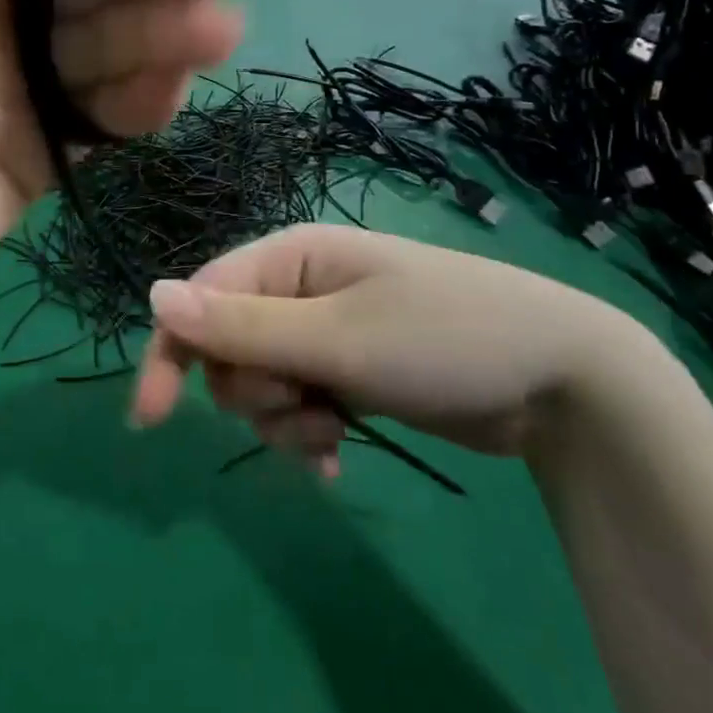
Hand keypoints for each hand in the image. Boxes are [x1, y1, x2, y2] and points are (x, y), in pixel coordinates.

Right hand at [131, 224, 653, 469]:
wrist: (560, 382)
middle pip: (227, 347)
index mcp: (289, 256)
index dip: (172, 353)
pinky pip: (297, 403)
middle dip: (253, 391)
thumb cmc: (444, 339)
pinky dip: (307, 432)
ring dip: (284, 419)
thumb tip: (153, 296)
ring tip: (334, 432)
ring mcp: (323, 331)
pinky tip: (336, 456)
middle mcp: (298, 288)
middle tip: (306, 406)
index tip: (151, 418)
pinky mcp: (347, 370)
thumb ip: (243, 325)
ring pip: (260, 383)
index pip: (201, 299)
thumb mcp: (338, 338)